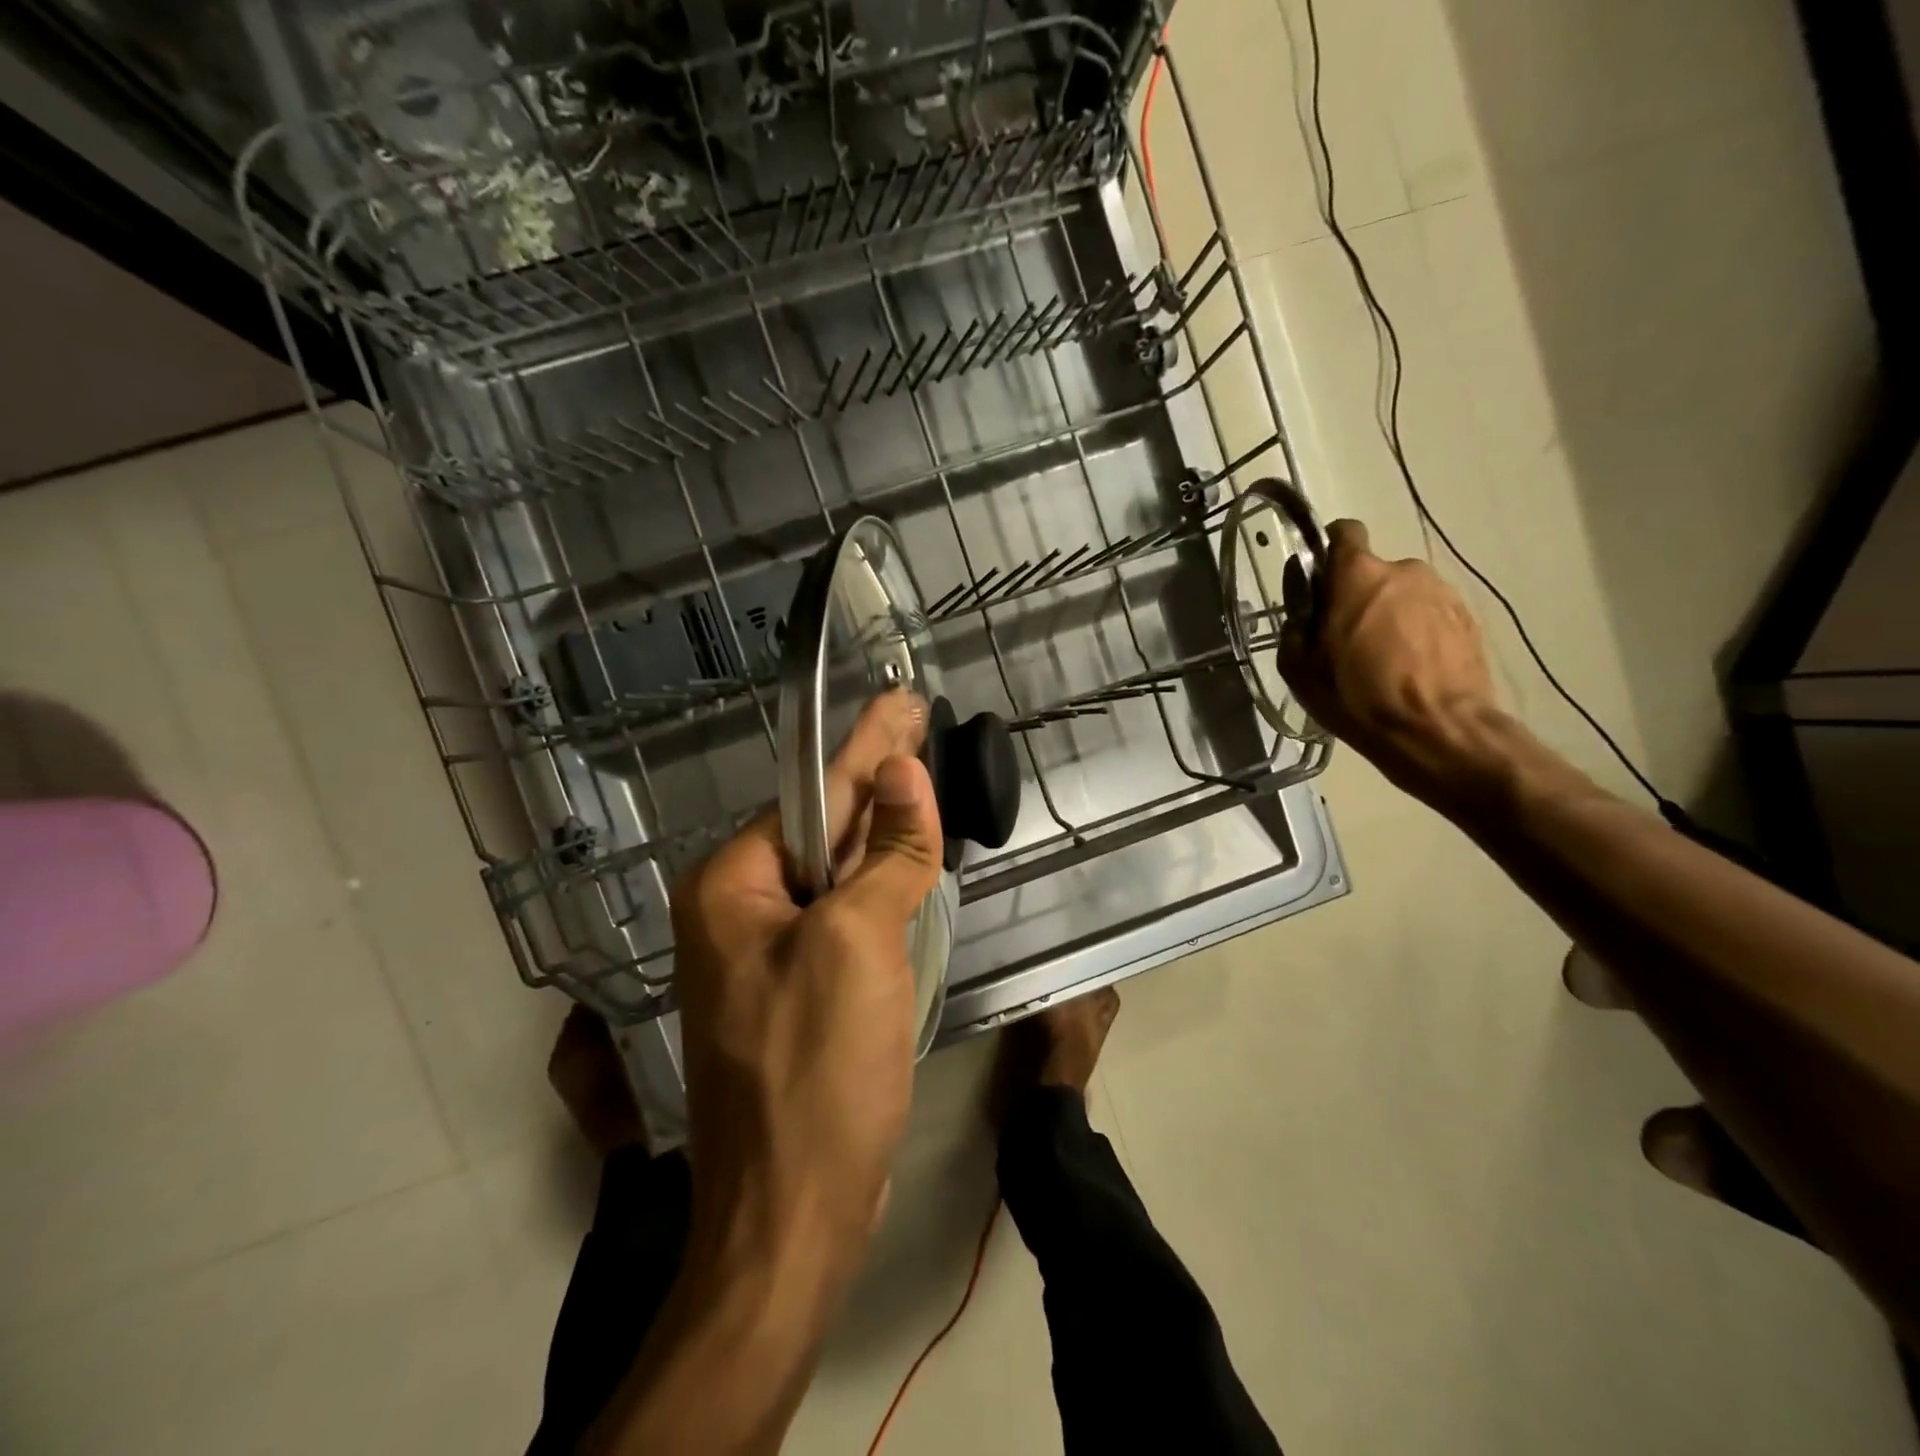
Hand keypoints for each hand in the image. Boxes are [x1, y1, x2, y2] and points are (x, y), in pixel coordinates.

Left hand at [670, 689, 943, 1283]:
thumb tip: (906, 774)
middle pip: (823, 829)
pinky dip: (879, 885)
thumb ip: (887, 855)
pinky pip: (844, 915)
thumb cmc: (817, 1068)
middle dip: (876, 780)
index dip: (868, 745)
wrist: (793, 1213)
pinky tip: (907, 858)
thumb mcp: (858, 942)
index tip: (902, 700)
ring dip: (881, 831)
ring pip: (836, 873)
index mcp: (731, 886)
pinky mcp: (801, 989)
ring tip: (921, 779)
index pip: (813, 796)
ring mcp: (770, 953)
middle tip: (919, 725)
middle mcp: (740, 911)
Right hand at [1277, 518, 1505, 803]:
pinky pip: (1430, 616)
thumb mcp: (1299, 668)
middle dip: (1358, 597)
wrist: (1437, 730)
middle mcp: (1404, 570)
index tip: (1321, 579)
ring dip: (1390, 616)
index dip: (1329, 549)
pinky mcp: (1467, 619)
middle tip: (1346, 640)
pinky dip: (1417, 634)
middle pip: (1373, 573)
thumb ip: (1296, 624)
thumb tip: (1305, 605)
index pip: (1344, 532)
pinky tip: (1409, 670)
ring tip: (1382, 661)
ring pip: (1403, 595)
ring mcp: (1442, 593)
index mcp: (1358, 575)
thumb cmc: (1357, 696)